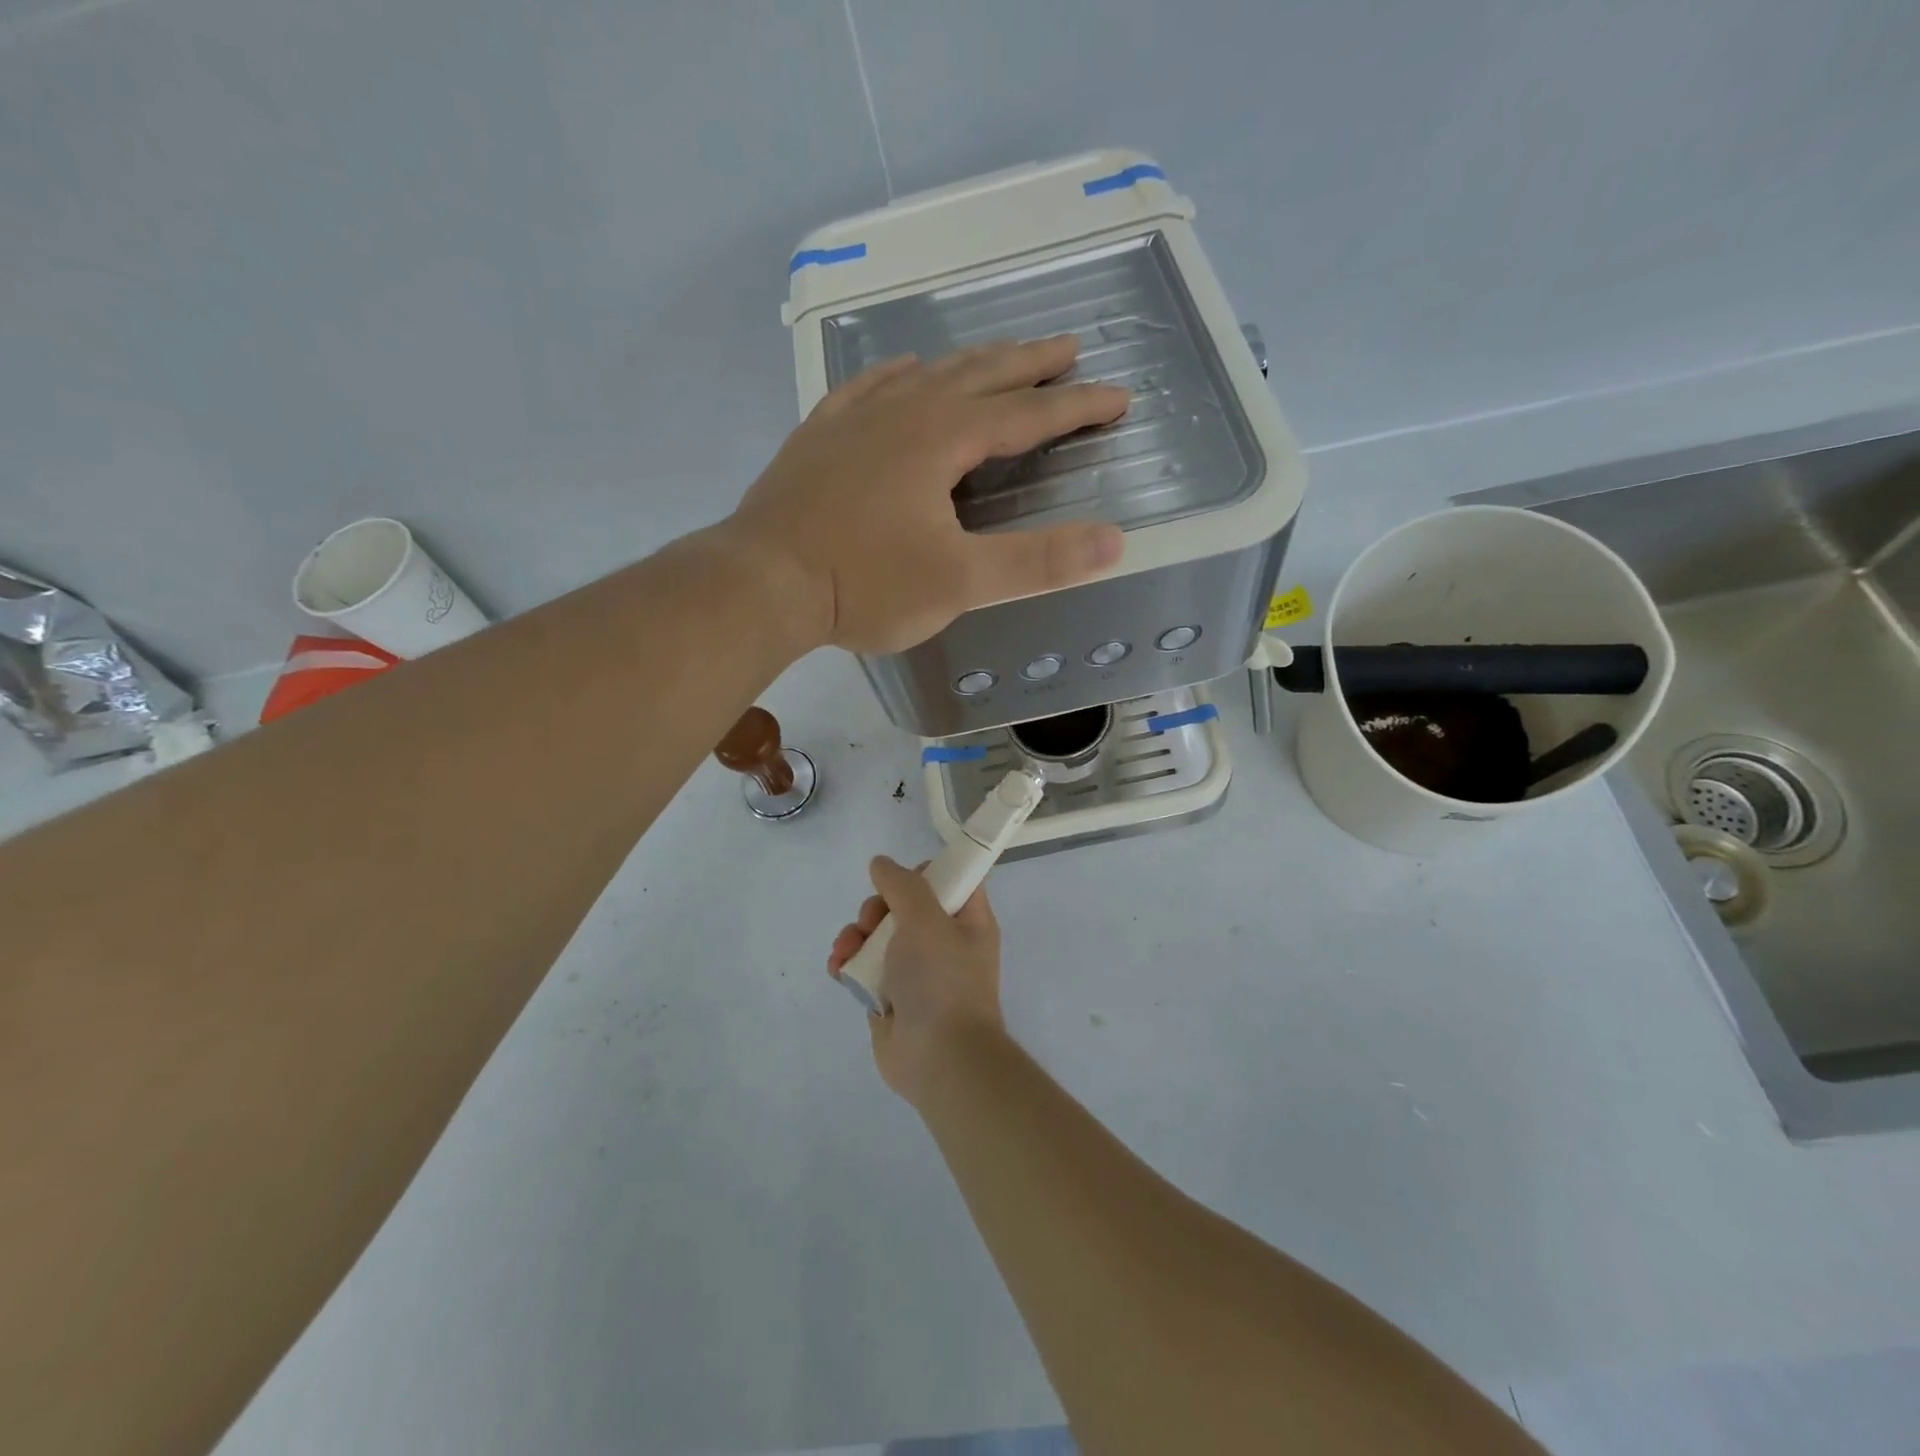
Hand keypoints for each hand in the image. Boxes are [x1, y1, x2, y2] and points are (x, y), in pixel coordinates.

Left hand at [726, 336, 1128, 654]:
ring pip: (925, 375)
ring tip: (996, 359)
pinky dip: (897, 376)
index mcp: (942, 437)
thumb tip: (1115, 542)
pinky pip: (867, 388)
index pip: (1027, 413)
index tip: (1118, 396)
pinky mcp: (818, 437)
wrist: (762, 583)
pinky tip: (901, 373)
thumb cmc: (865, 584)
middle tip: (1067, 346)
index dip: (1076, 406)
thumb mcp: (961, 582)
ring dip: (969, 364)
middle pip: (979, 375)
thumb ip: (1038, 562)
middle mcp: (902, 412)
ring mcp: (854, 419)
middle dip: (1029, 363)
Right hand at [827, 856, 1007, 1106]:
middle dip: (877, 908)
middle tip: (871, 921)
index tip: (900, 880)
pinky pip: (864, 967)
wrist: (939, 1059)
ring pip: (878, 935)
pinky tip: (838, 969)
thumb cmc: (942, 981)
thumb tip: (881, 864)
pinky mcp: (889, 996)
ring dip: (855, 936)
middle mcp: (943, 942)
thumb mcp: (926, 919)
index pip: (951, 880)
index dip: (924, 872)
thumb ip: (902, 885)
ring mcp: (915, 970)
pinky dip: (848, 964)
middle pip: (904, 905)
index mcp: (967, 921)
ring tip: (847, 951)